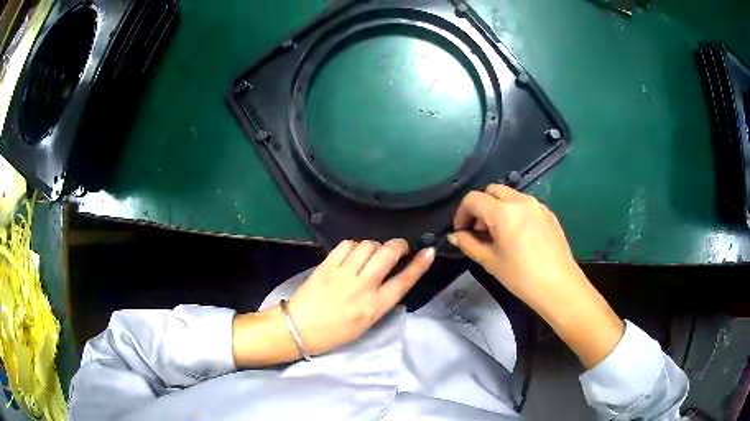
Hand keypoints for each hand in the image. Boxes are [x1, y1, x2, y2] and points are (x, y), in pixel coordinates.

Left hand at [288, 239, 433, 354]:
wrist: (300, 328)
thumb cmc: (336, 332)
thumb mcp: (367, 321)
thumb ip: (381, 299)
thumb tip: (392, 276)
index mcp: (375, 307)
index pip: (404, 281)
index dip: (419, 265)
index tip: (428, 251)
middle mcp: (363, 287)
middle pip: (388, 254)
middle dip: (398, 245)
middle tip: (397, 248)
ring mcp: (343, 274)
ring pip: (368, 245)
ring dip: (375, 246)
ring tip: (371, 254)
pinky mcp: (327, 265)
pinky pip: (347, 244)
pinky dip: (354, 246)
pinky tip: (352, 254)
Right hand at [449, 184, 581, 311]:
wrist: (558, 285)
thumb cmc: (521, 276)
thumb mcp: (490, 262)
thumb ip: (469, 244)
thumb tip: (455, 236)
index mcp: (503, 211)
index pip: (473, 199)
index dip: (462, 213)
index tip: (461, 231)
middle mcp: (520, 200)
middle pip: (492, 191)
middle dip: (480, 206)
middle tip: (480, 230)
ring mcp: (537, 205)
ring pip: (510, 196)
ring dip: (498, 208)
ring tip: (499, 234)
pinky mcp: (549, 213)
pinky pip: (525, 204)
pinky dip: (515, 212)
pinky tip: (518, 236)